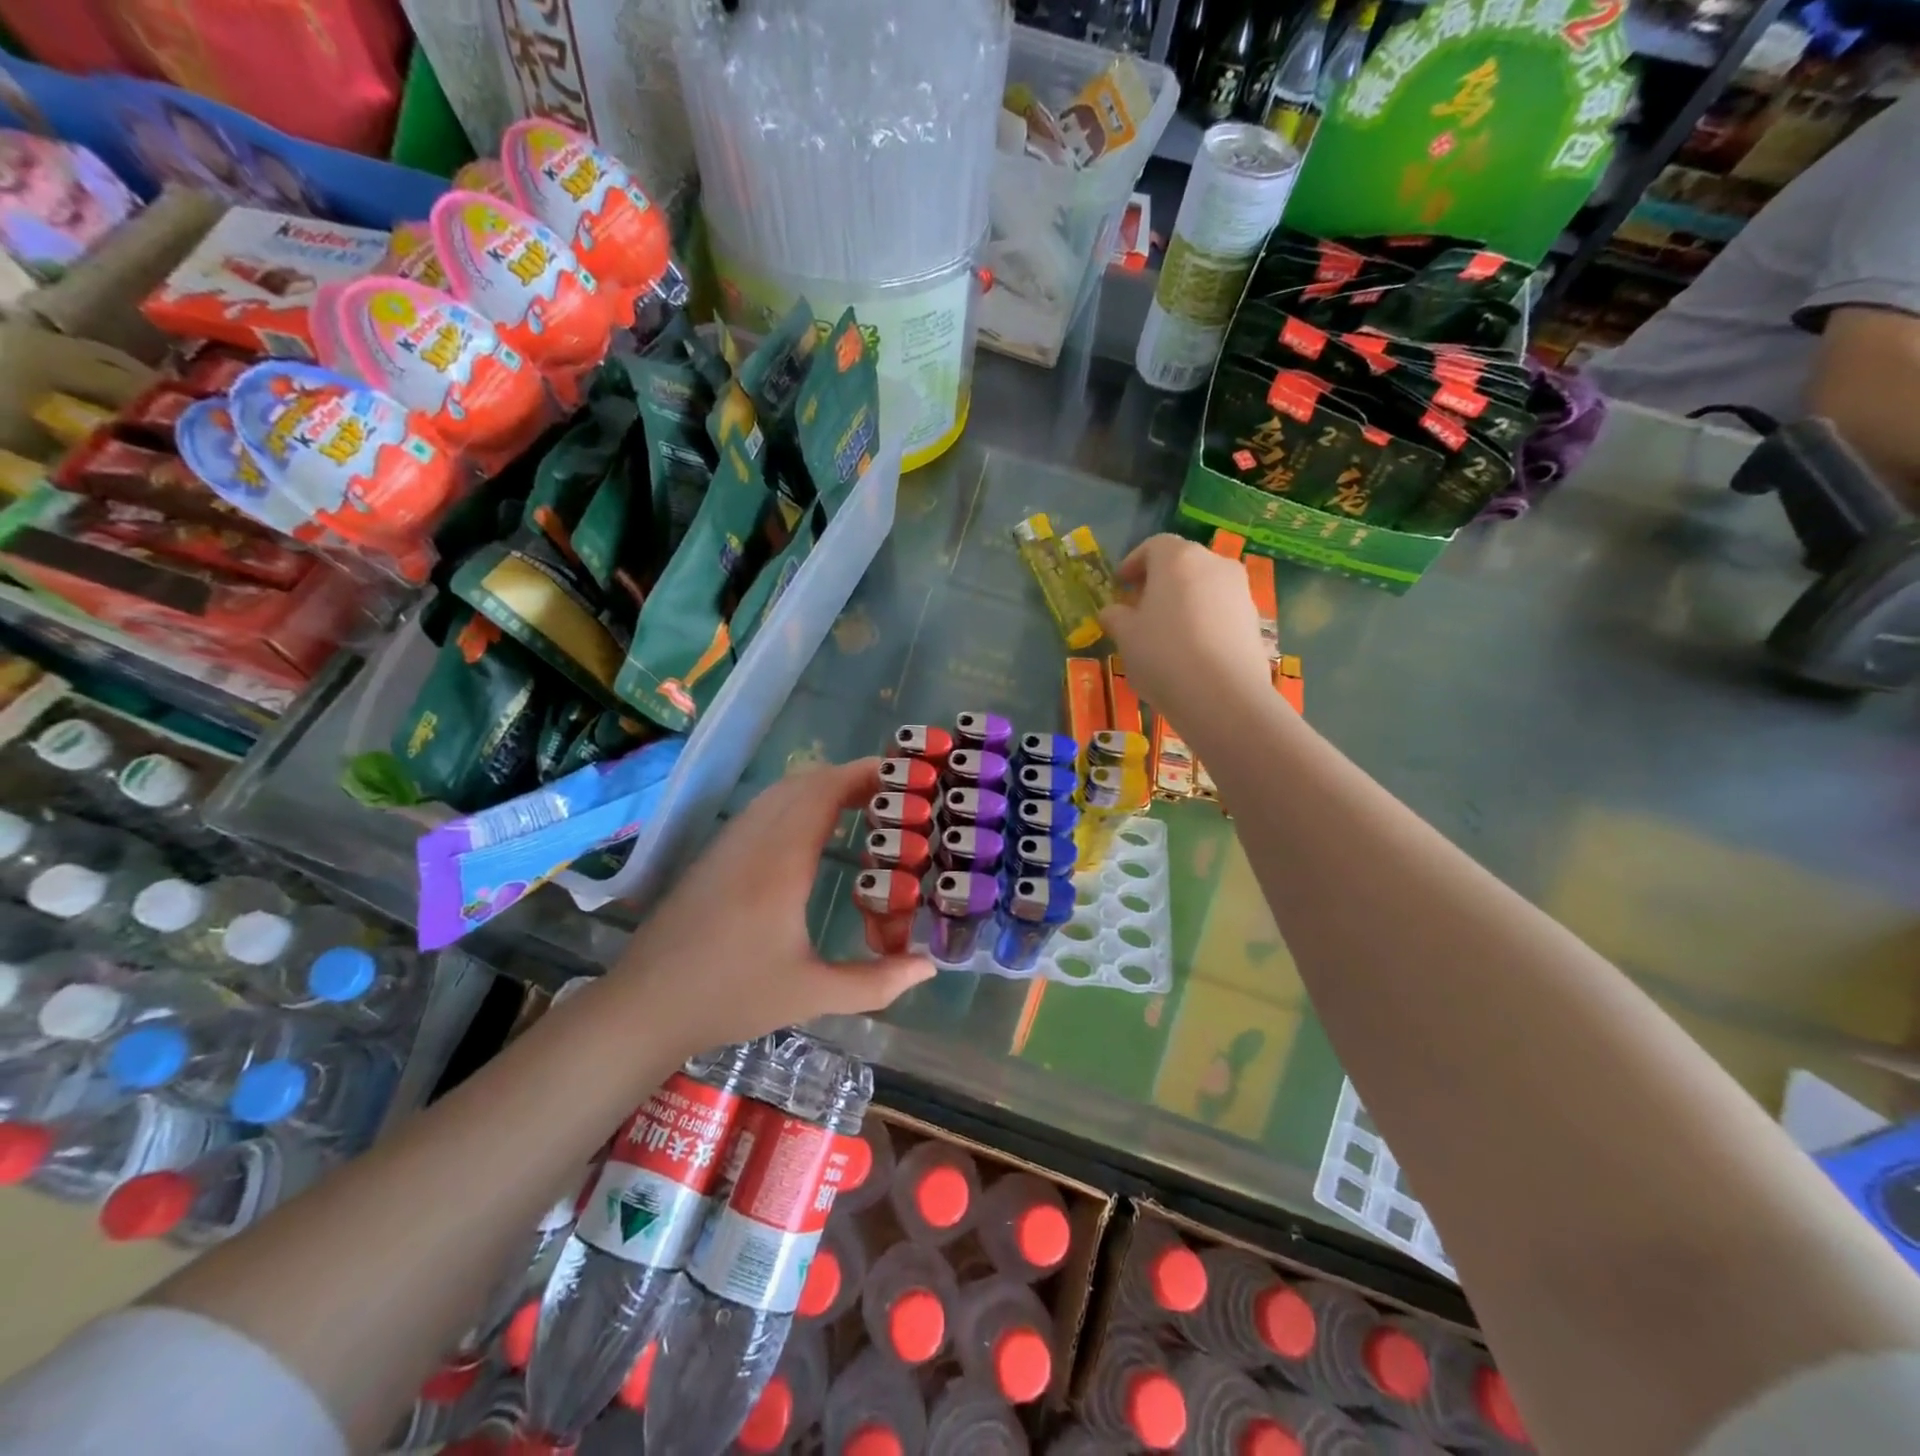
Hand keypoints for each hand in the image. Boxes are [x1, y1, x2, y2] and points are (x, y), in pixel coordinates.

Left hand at [611, 758, 933, 1056]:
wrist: (644, 1006)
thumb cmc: (731, 997)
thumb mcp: (811, 995)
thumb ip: (875, 982)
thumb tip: (929, 967)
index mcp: (781, 862)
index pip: (824, 792)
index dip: (863, 774)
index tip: (902, 775)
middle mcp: (754, 840)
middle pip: (804, 782)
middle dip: (849, 777)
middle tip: (891, 794)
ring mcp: (728, 843)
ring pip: (779, 792)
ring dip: (821, 787)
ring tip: (860, 806)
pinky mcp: (714, 855)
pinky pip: (762, 808)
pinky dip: (796, 802)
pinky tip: (811, 832)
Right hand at [1099, 535, 1271, 722]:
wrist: (1223, 695)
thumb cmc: (1163, 655)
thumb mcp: (1126, 637)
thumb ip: (1116, 617)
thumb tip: (1113, 612)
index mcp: (1178, 559)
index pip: (1153, 546)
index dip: (1134, 563)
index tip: (1121, 584)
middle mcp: (1214, 564)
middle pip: (1183, 563)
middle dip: (1160, 580)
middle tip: (1141, 607)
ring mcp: (1240, 591)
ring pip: (1205, 586)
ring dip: (1185, 600)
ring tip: (1167, 632)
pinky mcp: (1254, 620)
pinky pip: (1222, 611)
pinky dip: (1205, 620)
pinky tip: (1192, 650)